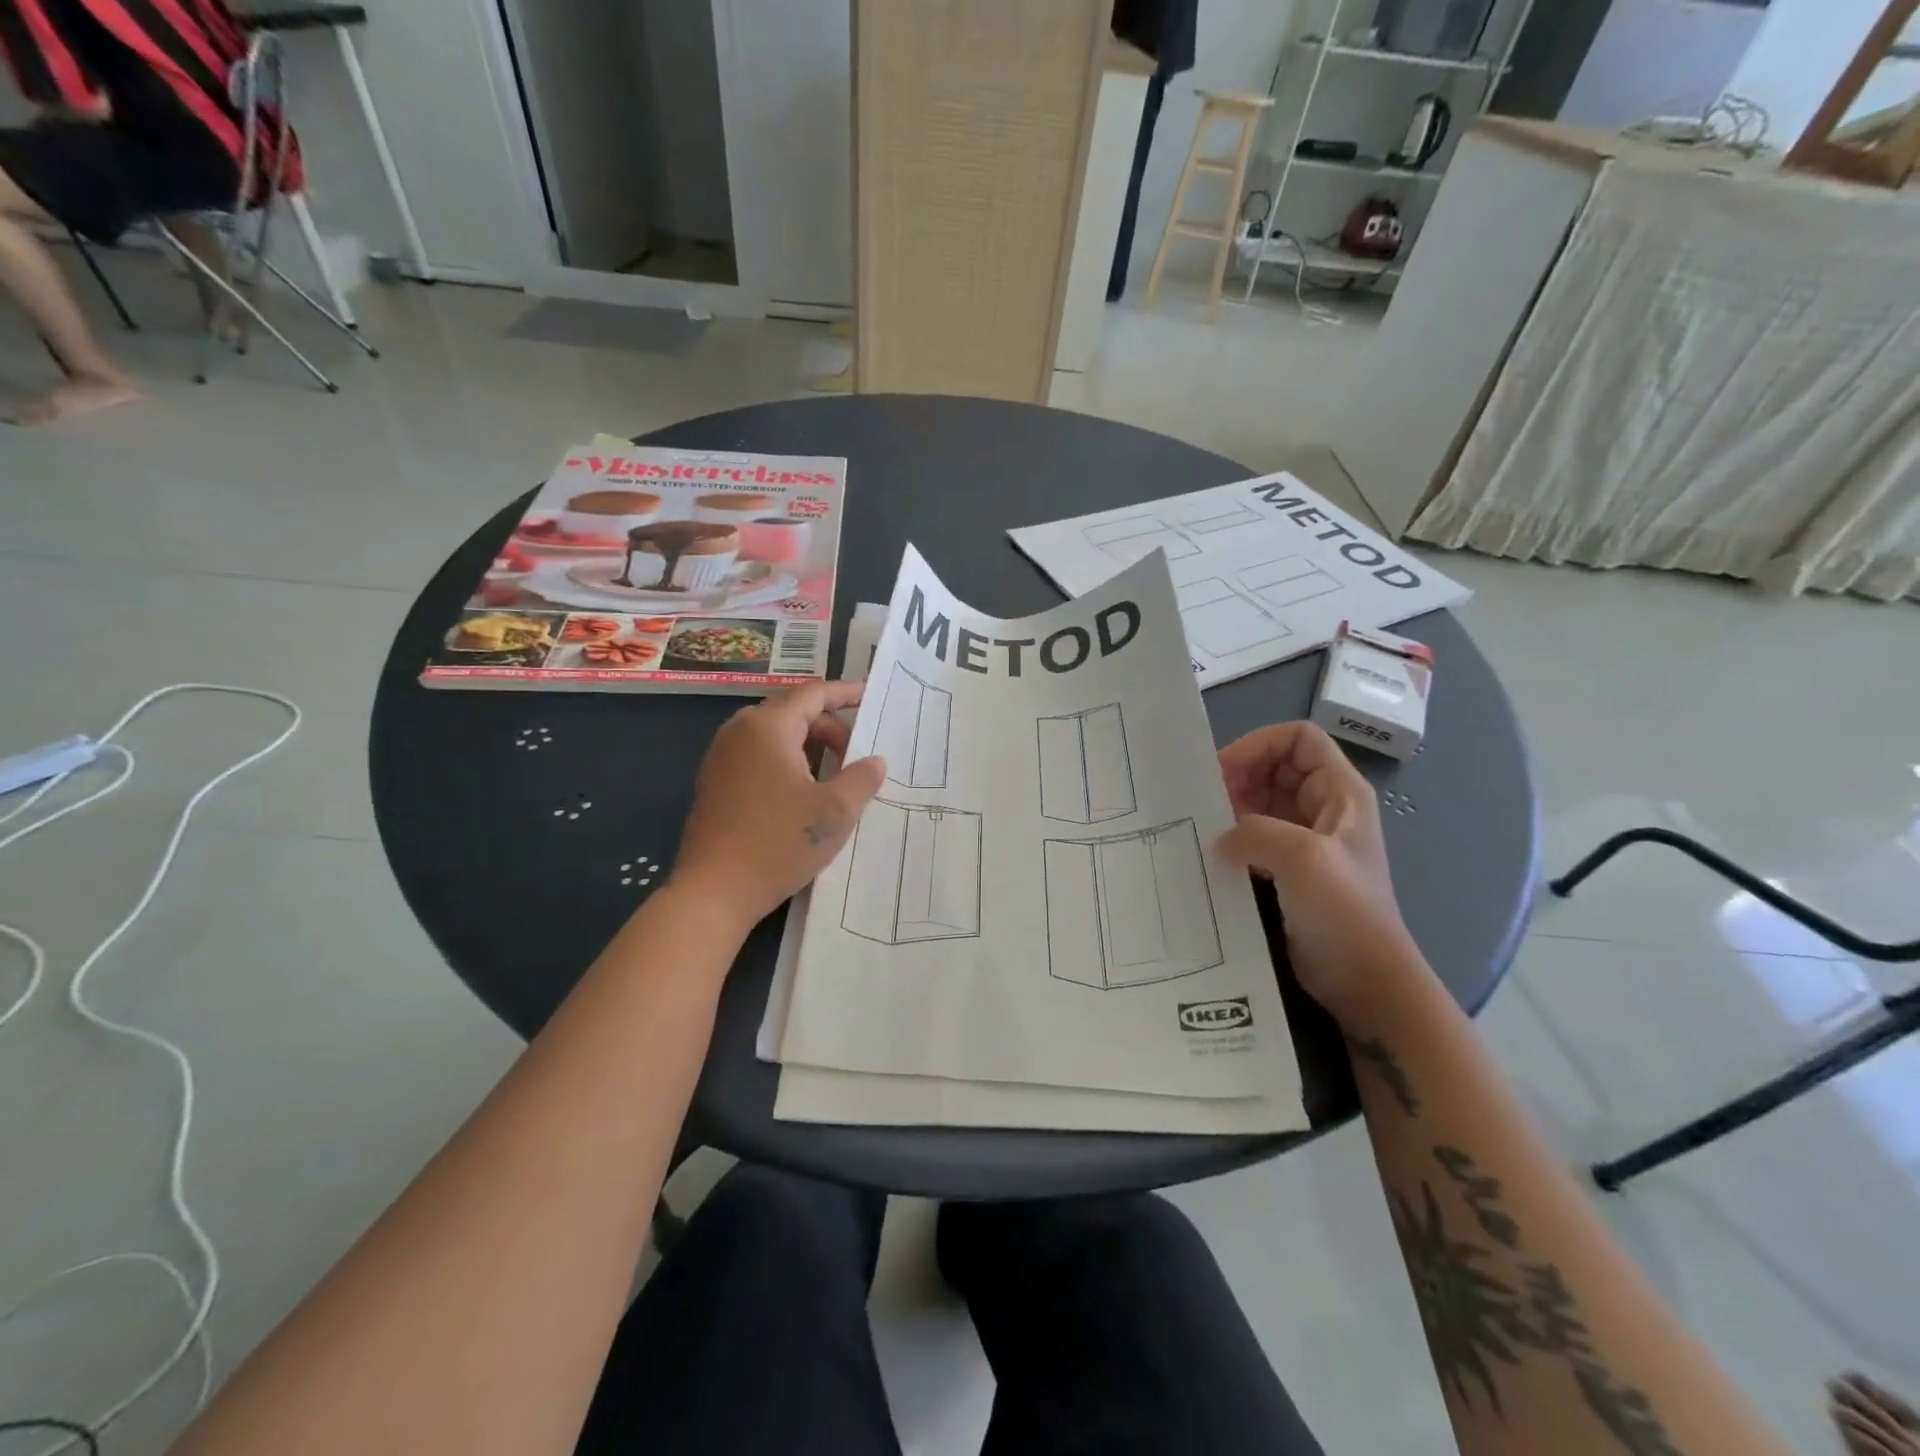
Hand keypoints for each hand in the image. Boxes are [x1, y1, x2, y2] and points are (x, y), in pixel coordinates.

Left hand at [669, 682, 884, 933]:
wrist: (713, 892)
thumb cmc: (778, 843)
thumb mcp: (835, 812)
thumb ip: (862, 779)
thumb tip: (874, 761)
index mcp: (768, 727)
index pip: (813, 694)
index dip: (845, 693)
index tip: (869, 696)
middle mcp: (739, 731)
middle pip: (793, 712)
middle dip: (830, 728)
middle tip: (857, 756)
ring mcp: (721, 757)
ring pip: (775, 736)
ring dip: (809, 748)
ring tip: (834, 777)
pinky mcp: (714, 782)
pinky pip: (758, 756)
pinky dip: (786, 762)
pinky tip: (802, 795)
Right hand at [1215, 721, 1418, 1021]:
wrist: (1366, 981)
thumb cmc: (1345, 912)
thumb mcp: (1302, 859)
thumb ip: (1254, 831)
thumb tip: (1220, 837)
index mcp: (1340, 792)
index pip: (1298, 739)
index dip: (1259, 745)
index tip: (1223, 772)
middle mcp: (1324, 807)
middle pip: (1275, 766)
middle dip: (1239, 774)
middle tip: (1205, 800)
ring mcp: (1307, 839)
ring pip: (1261, 800)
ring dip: (1231, 805)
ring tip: (1203, 825)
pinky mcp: (1289, 869)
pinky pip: (1254, 835)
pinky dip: (1232, 835)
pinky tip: (1212, 852)